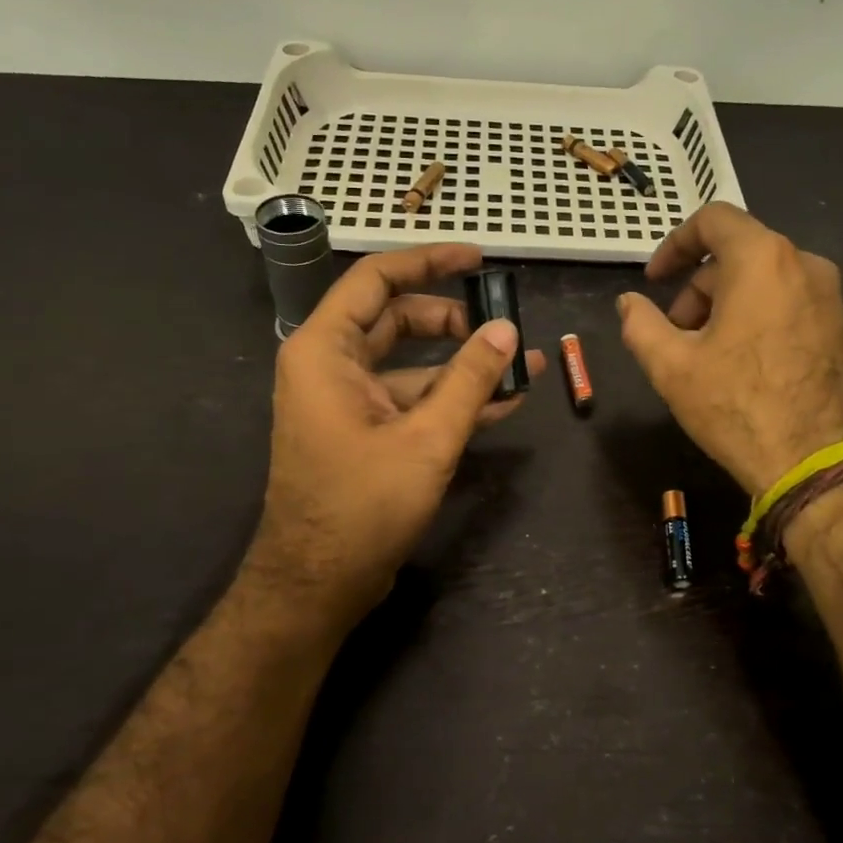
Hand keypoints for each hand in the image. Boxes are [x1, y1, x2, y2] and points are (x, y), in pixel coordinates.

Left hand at [249, 245, 545, 632]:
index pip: (377, 280)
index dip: (429, 262)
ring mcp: (347, 402)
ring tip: (523, 366)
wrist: (319, 583)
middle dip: (455, 321)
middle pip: (397, 320)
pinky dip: (451, 400)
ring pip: (411, 364)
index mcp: (326, 350)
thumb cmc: (363, 504)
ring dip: (463, 366)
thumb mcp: (427, 438)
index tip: (478, 259)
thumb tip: (508, 330)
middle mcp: (330, 366)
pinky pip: (411, 401)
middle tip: (505, 326)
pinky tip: (503, 403)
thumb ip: (470, 379)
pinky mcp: (364, 433)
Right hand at [618, 204, 842, 495]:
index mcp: (762, 259)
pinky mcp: (839, 325)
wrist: (810, 462)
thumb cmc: (735, 406)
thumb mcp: (670, 366)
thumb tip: (629, 303)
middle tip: (675, 332)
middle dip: (697, 286)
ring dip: (725, 302)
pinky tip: (740, 361)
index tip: (654, 280)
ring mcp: (828, 295)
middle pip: (737, 252)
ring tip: (705, 353)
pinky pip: (787, 300)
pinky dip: (755, 314)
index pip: (713, 220)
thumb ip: (640, 324)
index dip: (674, 244)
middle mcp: (803, 263)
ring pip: (762, 278)